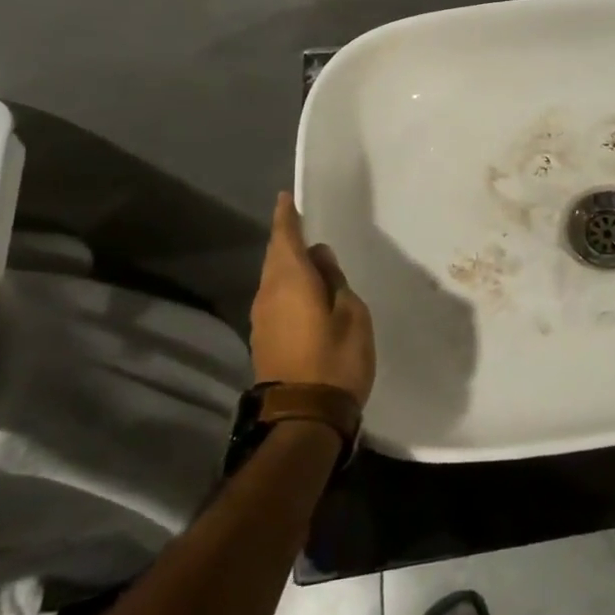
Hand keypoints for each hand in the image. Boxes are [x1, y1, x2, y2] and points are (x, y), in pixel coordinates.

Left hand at [250, 193, 376, 407]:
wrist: (305, 416)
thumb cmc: (336, 358)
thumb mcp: (351, 313)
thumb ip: (334, 280)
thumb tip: (319, 258)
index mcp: (291, 281)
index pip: (285, 237)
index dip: (287, 216)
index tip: (286, 198)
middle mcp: (269, 294)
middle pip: (276, 257)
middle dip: (287, 239)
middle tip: (302, 224)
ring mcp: (262, 318)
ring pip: (274, 279)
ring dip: (288, 265)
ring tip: (310, 258)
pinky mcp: (264, 339)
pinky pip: (275, 298)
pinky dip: (288, 287)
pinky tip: (305, 292)